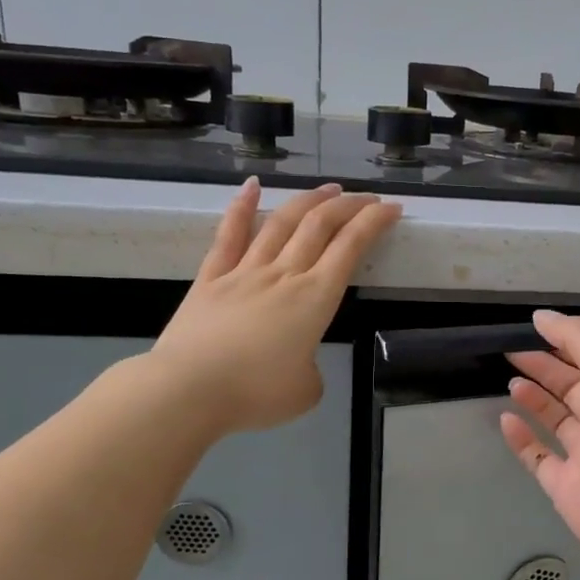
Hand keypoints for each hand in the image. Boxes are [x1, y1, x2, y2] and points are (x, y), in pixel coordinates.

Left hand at [147, 180, 399, 434]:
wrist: (188, 390)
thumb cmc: (255, 393)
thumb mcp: (306, 391)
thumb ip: (312, 369)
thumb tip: (298, 361)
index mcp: (315, 299)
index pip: (351, 248)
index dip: (374, 223)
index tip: (391, 210)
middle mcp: (284, 275)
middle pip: (320, 226)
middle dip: (349, 206)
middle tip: (367, 198)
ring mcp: (245, 271)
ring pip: (281, 223)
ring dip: (308, 200)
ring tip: (328, 189)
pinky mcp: (211, 278)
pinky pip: (229, 235)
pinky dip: (242, 207)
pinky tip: (252, 186)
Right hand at [499, 312, 579, 560]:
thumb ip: (577, 338)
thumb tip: (541, 316)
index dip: (564, 344)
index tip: (532, 330)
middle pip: (571, 389)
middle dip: (544, 369)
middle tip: (512, 353)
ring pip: (556, 422)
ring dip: (534, 400)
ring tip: (512, 382)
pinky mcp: (565, 486)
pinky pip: (538, 458)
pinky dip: (522, 440)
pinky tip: (505, 419)